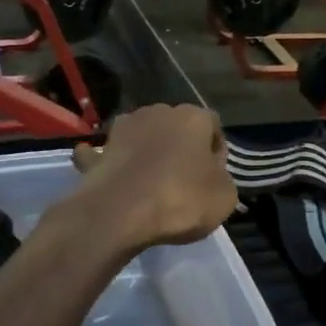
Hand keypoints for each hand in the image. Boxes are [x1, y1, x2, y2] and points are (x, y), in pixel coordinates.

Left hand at [69, 105, 237, 254]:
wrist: (119, 213)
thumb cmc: (181, 200)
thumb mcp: (224, 197)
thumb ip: (222, 179)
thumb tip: (212, 175)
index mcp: (194, 117)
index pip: (213, 126)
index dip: (216, 152)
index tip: (215, 177)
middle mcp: (158, 112)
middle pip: (177, 128)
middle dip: (181, 148)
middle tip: (185, 180)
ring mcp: (125, 127)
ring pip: (144, 136)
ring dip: (149, 152)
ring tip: (152, 182)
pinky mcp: (101, 149)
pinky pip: (111, 153)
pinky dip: (113, 161)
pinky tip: (113, 175)